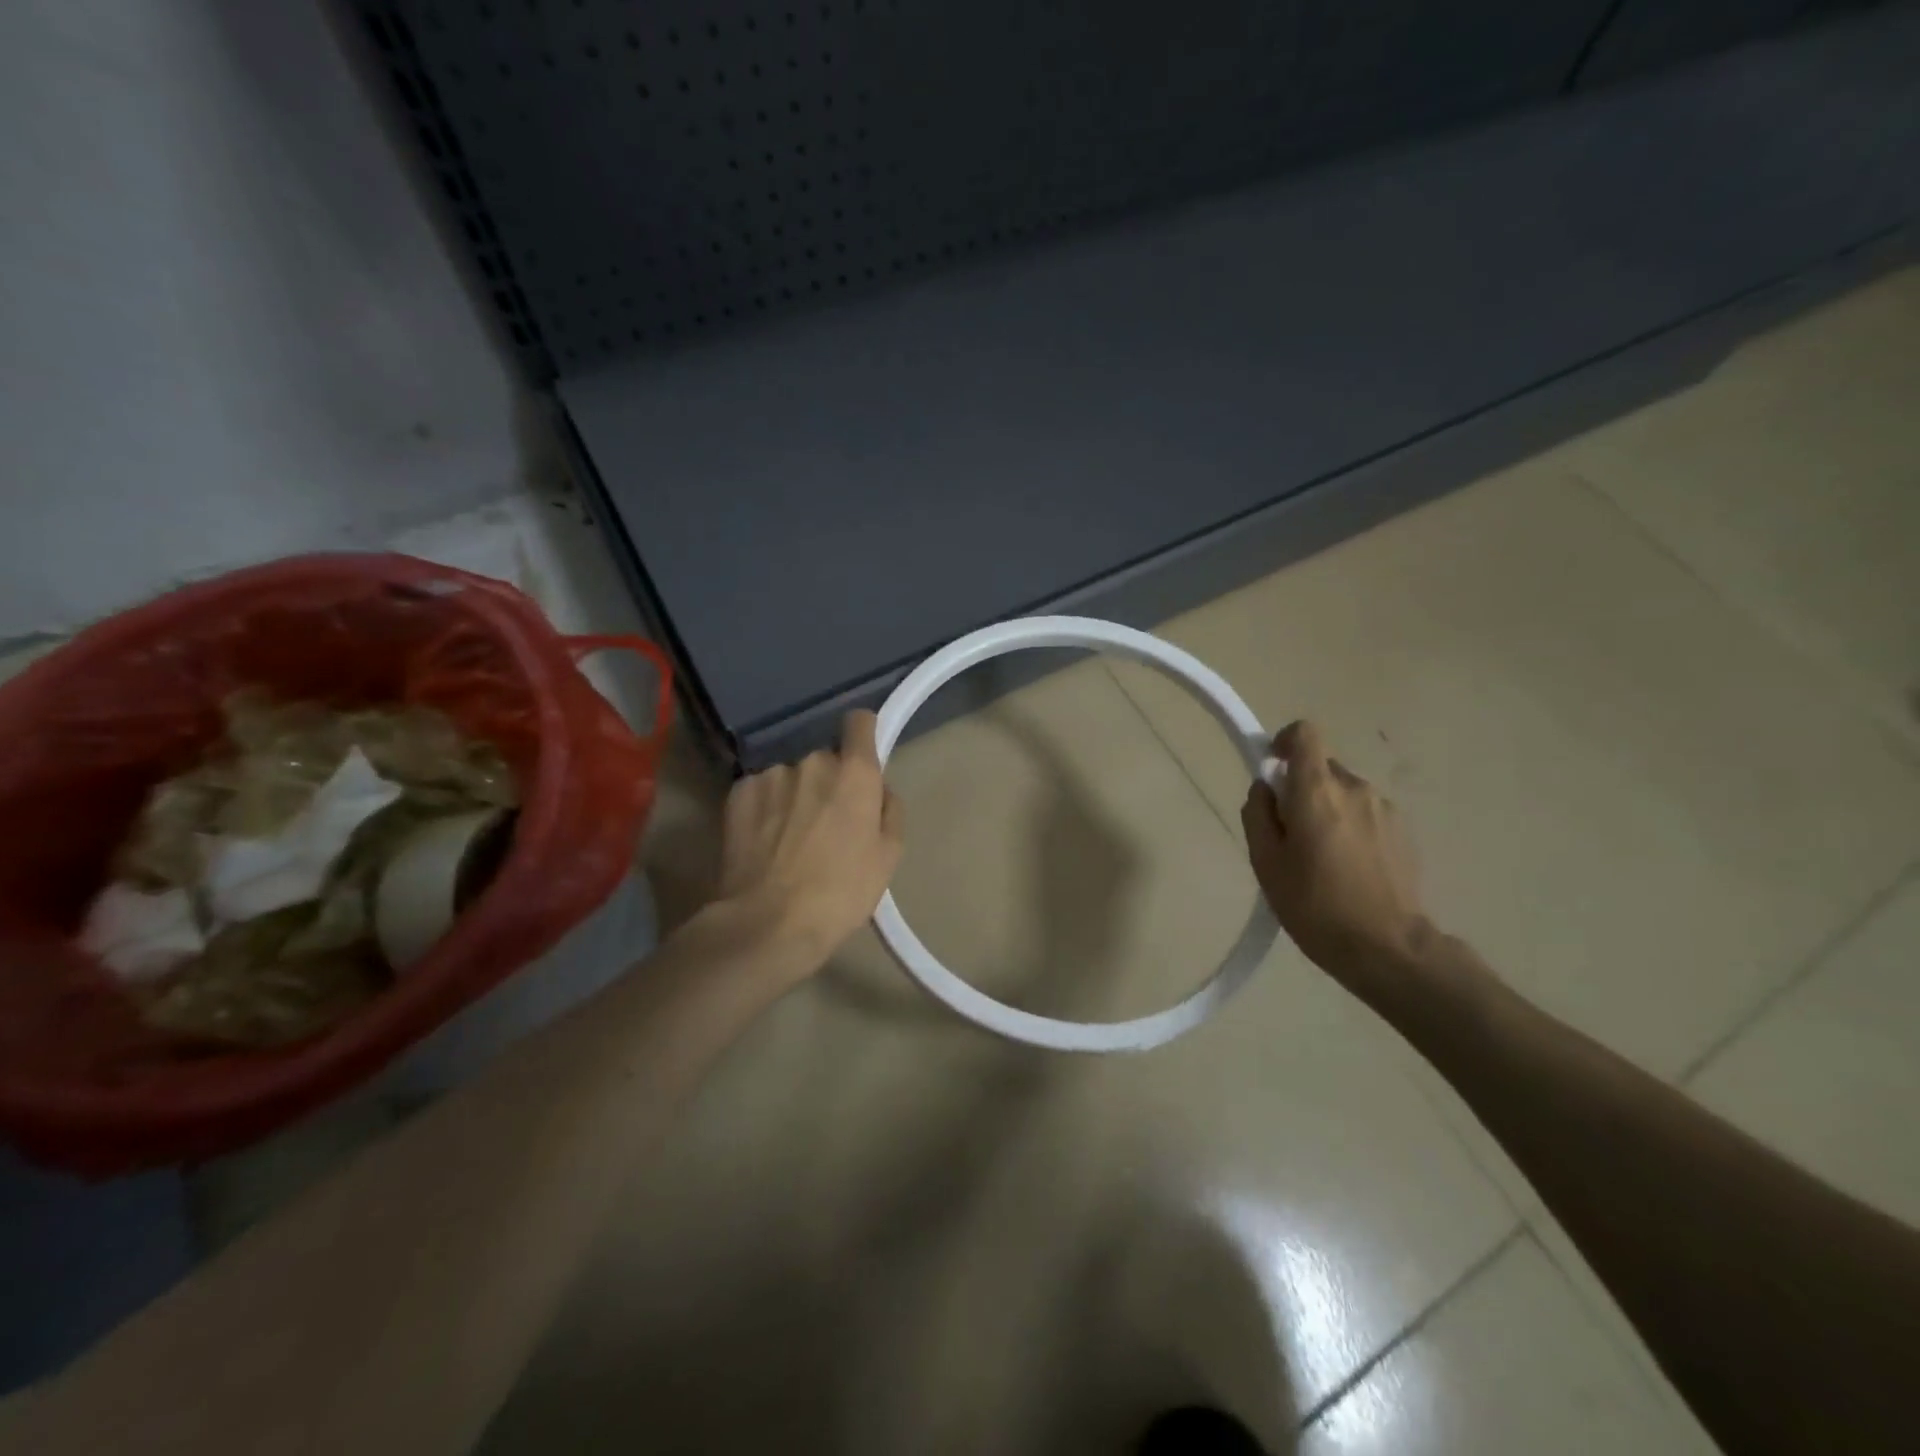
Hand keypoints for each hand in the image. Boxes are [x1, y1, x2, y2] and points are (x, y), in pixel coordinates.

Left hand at [716, 710, 903, 966]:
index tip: (862, 758)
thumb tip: (879, 792)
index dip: (864, 735)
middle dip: (829, 784)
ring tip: (789, 841)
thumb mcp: (888, 858)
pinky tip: (763, 843)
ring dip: (795, 797)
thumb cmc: (840, 893)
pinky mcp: (738, 793)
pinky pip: (761, 791)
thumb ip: (890, 811)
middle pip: (826, 760)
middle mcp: (812, 762)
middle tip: (827, 826)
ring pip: (791, 778)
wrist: (768, 923)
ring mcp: (771, 775)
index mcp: (854, 774)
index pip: (860, 722)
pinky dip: (765, 809)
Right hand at [1241, 721, 1430, 978]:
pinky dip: (1351, 828)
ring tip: (1320, 859)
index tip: (1273, 770)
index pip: (1305, 733)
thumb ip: (1258, 814)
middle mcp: (1355, 788)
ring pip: (1344, 793)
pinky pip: (1366, 814)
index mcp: (1317, 791)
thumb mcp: (1266, 863)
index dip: (1284, 742)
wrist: (1388, 948)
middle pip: (1321, 768)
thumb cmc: (1315, 905)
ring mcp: (1386, 809)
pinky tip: (1349, 869)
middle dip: (1301, 790)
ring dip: (1327, 811)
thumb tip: (1266, 789)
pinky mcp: (1405, 831)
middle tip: (1289, 834)